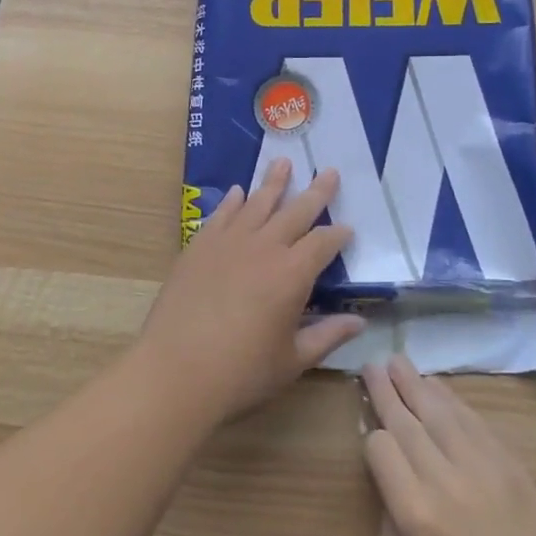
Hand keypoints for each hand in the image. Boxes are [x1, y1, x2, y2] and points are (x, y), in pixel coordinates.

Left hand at [136, 158, 363, 424]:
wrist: (175, 371)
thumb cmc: (240, 373)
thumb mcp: (292, 361)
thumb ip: (327, 336)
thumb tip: (359, 322)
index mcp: (293, 274)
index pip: (323, 243)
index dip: (338, 235)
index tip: (348, 229)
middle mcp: (264, 248)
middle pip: (296, 212)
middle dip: (316, 192)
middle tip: (328, 171)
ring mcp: (229, 243)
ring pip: (257, 204)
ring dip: (273, 183)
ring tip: (283, 162)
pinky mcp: (199, 247)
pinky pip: (221, 215)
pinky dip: (232, 202)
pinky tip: (238, 192)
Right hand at [362, 354, 535, 535]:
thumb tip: (391, 494)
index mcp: (417, 516)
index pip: (381, 450)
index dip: (371, 440)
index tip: (370, 440)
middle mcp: (446, 479)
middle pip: (407, 420)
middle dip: (386, 390)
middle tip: (371, 364)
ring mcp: (483, 466)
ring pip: (440, 410)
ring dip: (416, 383)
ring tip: (397, 361)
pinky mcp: (511, 463)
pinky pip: (474, 420)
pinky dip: (452, 400)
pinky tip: (438, 388)